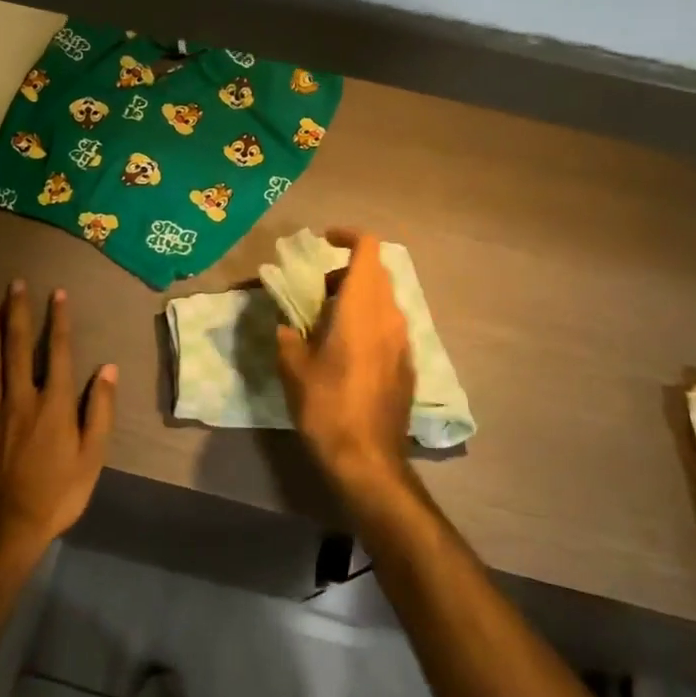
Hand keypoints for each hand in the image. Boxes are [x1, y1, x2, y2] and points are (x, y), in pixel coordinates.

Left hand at [0, 281, 115, 562]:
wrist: (9, 529)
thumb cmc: (59, 493)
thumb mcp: (93, 456)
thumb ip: (101, 410)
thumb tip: (108, 369)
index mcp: (54, 404)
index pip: (59, 352)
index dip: (59, 321)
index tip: (57, 293)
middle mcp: (21, 399)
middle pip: (19, 348)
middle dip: (18, 313)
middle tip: (14, 284)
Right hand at [275, 229, 415, 493]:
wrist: (369, 459)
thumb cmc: (327, 407)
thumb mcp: (294, 370)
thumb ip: (288, 338)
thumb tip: (287, 327)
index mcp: (361, 307)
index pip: (368, 248)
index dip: (348, 236)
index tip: (325, 240)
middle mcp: (389, 315)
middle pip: (376, 271)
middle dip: (347, 270)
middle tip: (318, 290)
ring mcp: (404, 340)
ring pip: (384, 299)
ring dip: (359, 297)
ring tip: (329, 322)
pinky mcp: (408, 363)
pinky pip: (390, 325)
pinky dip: (369, 321)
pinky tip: (348, 351)